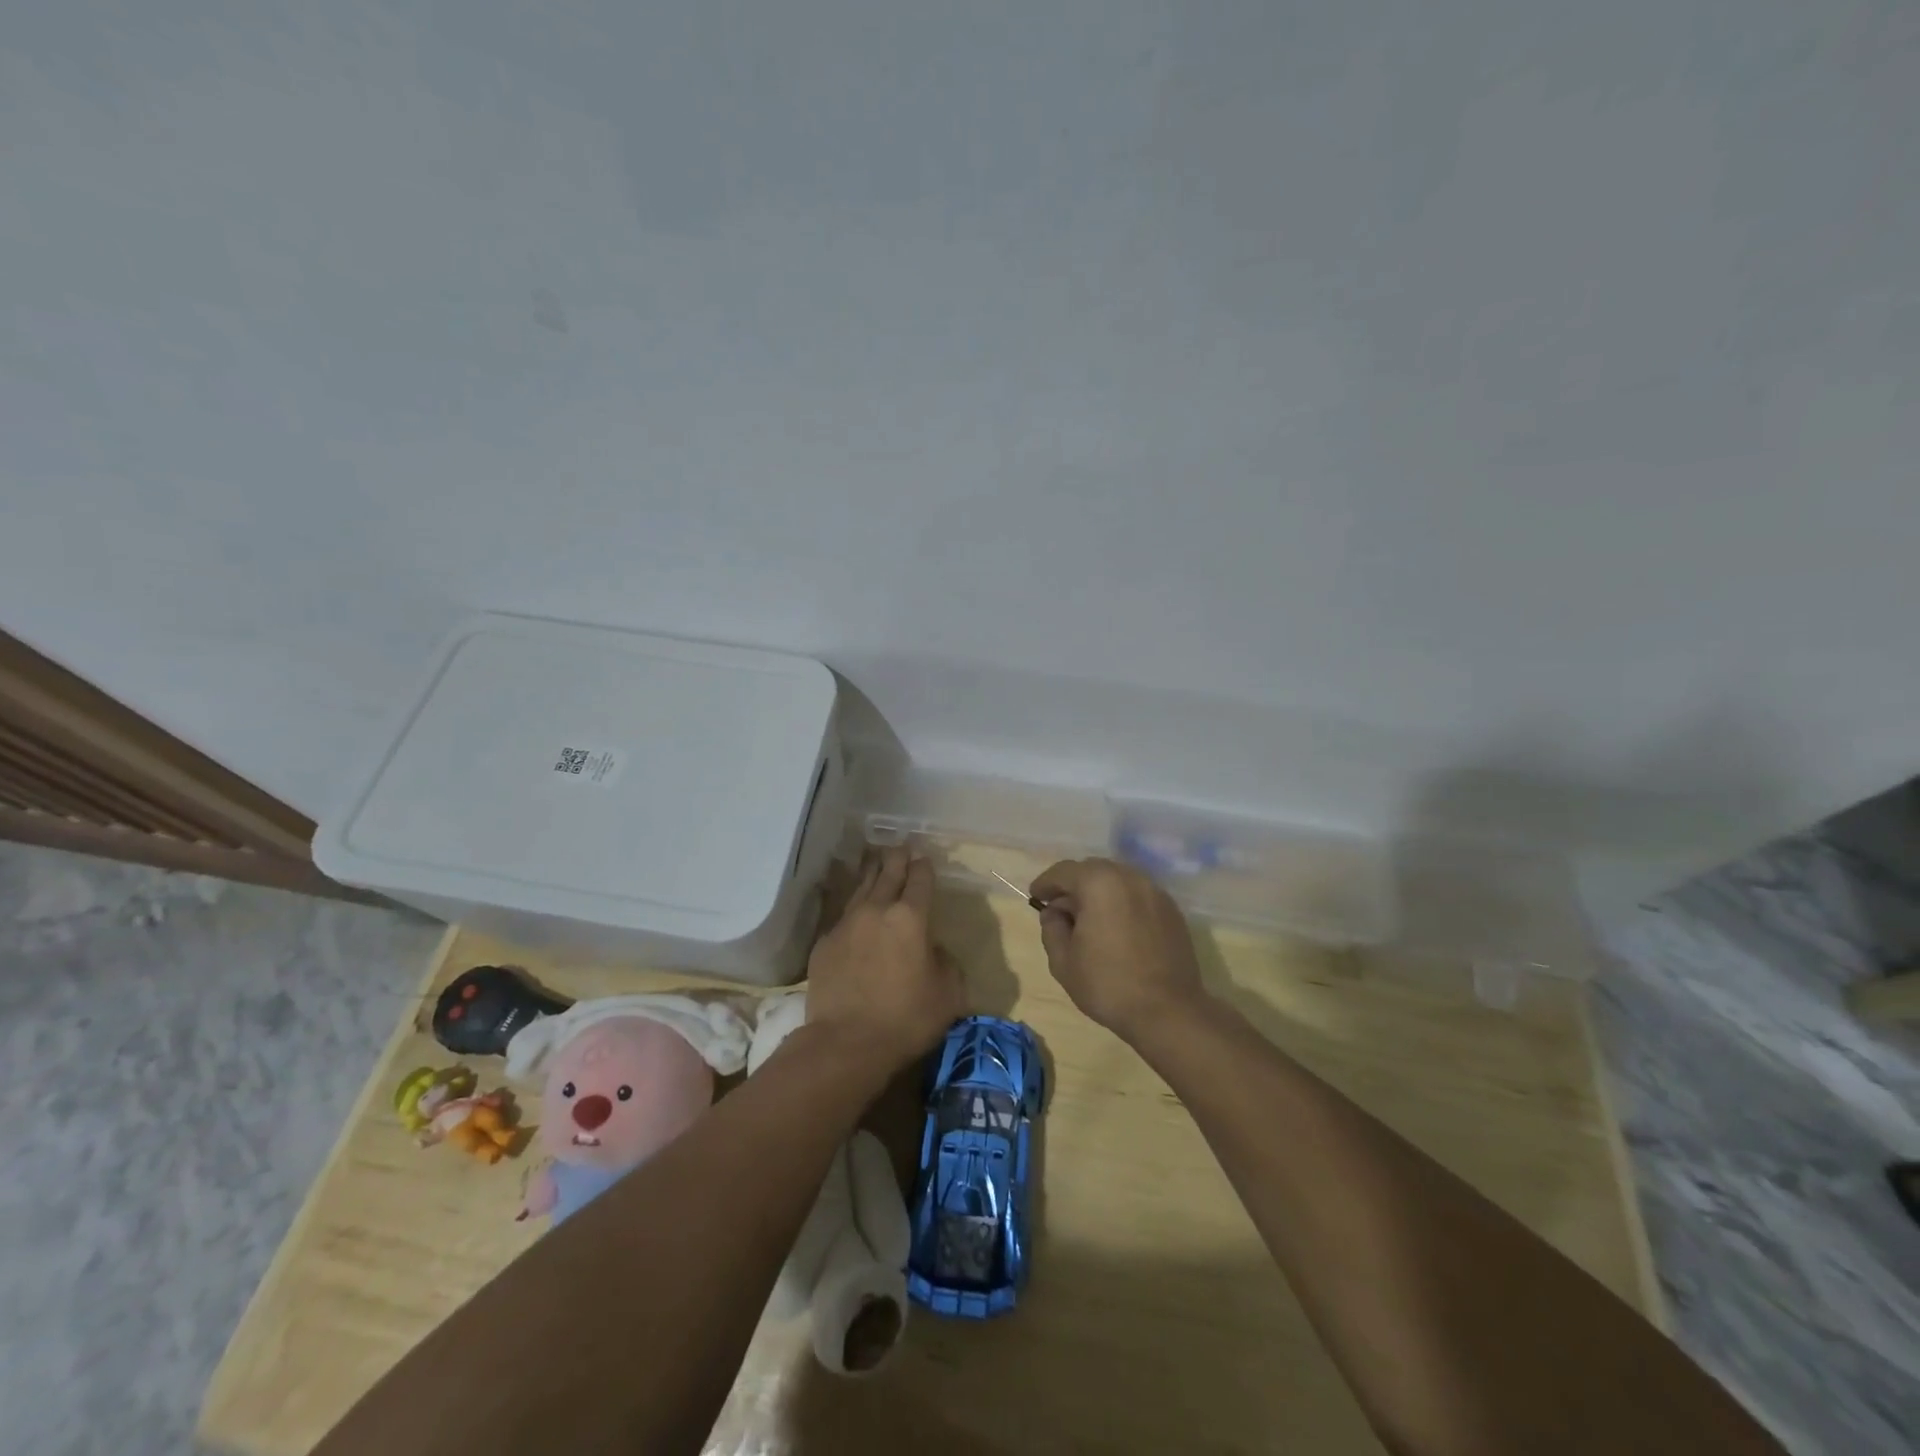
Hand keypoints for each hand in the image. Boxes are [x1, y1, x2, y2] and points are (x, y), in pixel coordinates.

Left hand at [806, 847, 964, 1070]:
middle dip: (897, 858)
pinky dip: (853, 907)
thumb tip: (933, 949)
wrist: (845, 1043)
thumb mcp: (948, 994)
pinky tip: (854, 910)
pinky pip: (842, 915)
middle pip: (887, 873)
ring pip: (861, 887)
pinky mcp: (824, 943)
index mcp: (911, 917)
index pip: (920, 879)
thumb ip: (946, 962)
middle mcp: (877, 910)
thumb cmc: (906, 1019)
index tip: (925, 858)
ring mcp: (846, 924)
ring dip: (872, 873)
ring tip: (876, 862)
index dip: (924, 866)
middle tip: (901, 847)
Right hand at [1029, 858, 1205, 1041]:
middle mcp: (1129, 877)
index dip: (1046, 884)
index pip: (1063, 872)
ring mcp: (1154, 892)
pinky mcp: (1171, 910)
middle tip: (1061, 909)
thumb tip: (1055, 912)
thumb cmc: (1108, 985)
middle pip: (1092, 870)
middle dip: (1073, 885)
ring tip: (1090, 919)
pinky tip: (1117, 928)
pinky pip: (1137, 896)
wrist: (1168, 1011)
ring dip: (1099, 893)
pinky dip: (1122, 903)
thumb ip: (1052, 928)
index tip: (1036, 897)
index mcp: (1098, 883)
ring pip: (1117, 881)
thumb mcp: (1063, 961)